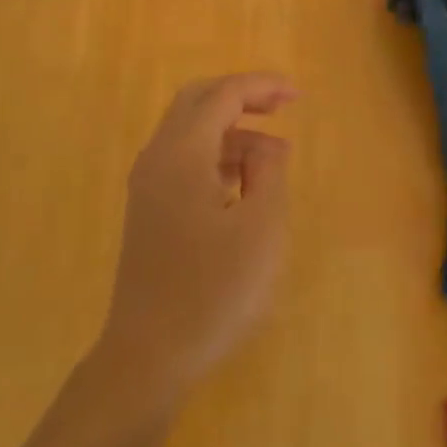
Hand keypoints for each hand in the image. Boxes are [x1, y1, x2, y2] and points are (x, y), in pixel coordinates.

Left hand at [98, 74, 296, 396]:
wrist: (148, 359)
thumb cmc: (212, 291)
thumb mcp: (260, 227)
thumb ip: (268, 171)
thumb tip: (266, 147)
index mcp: (182, 153)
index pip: (224, 95)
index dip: (263, 86)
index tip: (298, 96)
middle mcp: (158, 158)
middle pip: (198, 100)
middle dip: (242, 96)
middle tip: (281, 107)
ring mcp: (148, 186)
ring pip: (190, 130)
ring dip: (232, 129)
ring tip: (274, 156)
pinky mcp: (149, 211)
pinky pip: (184, 160)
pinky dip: (216, 154)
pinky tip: (244, 183)